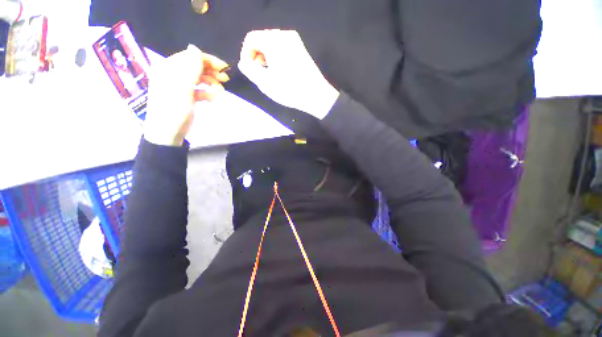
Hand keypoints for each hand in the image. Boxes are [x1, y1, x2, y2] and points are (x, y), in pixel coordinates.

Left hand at [144, 44, 228, 145]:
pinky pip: (198, 91)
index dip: (207, 60)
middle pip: (195, 67)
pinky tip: (213, 99)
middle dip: (211, 72)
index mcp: (168, 69)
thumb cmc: (173, 111)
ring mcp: (179, 87)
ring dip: (211, 83)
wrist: (167, 135)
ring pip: (198, 79)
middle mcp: (173, 75)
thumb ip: (189, 69)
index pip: (189, 57)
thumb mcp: (182, 90)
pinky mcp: (185, 97)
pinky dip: (207, 93)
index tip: (224, 67)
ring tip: (221, 92)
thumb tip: (195, 48)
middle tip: (225, 79)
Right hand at [238, 30, 339, 119]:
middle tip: (259, 73)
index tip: (249, 70)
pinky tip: (279, 71)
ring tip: (269, 74)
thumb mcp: (265, 83)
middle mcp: (284, 35)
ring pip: (272, 44)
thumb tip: (244, 63)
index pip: (251, 38)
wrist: (316, 95)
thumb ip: (250, 70)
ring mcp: (295, 41)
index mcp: (274, 40)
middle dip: (256, 55)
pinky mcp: (301, 49)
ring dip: (266, 57)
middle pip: (262, 39)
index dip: (246, 54)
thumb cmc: (289, 90)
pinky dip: (276, 57)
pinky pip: (282, 47)